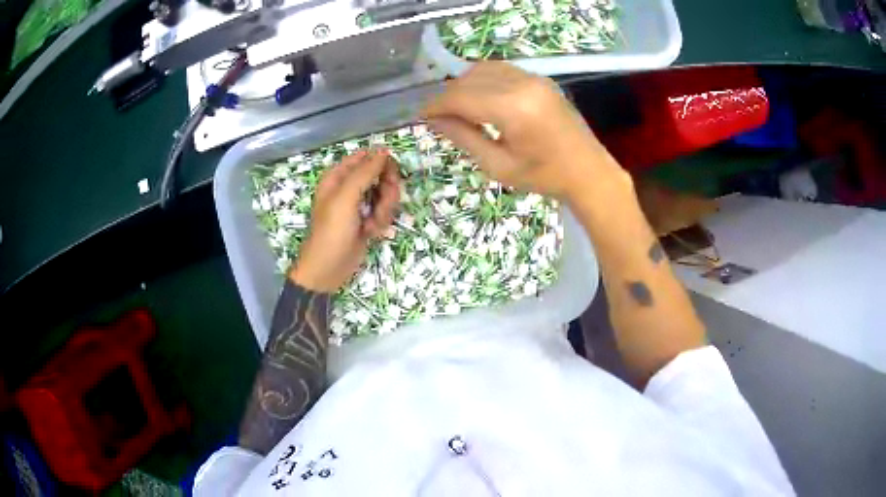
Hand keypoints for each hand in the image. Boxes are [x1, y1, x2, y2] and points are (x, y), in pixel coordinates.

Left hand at [290, 149, 400, 292]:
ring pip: (386, 195)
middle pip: (381, 175)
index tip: (389, 177)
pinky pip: (384, 212)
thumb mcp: (346, 198)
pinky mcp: (367, 220)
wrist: (329, 269)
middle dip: (386, 191)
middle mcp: (349, 187)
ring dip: (384, 210)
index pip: (367, 157)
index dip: (381, 165)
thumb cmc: (332, 231)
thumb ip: (365, 172)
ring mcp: (360, 204)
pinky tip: (371, 233)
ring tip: (372, 224)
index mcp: (339, 176)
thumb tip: (384, 151)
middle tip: (383, 204)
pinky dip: (381, 223)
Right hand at [422, 62, 624, 202]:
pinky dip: (484, 80)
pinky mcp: (541, 79)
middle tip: (439, 117)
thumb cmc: (544, 177)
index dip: (436, 105)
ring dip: (465, 85)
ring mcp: (534, 78)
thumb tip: (435, 120)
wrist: (588, 172)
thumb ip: (464, 138)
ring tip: (459, 109)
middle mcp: (523, 84)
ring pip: (484, 69)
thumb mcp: (498, 166)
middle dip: (448, 95)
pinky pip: (502, 70)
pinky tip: (482, 99)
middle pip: (469, 79)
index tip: (422, 116)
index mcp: (513, 109)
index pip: (461, 96)